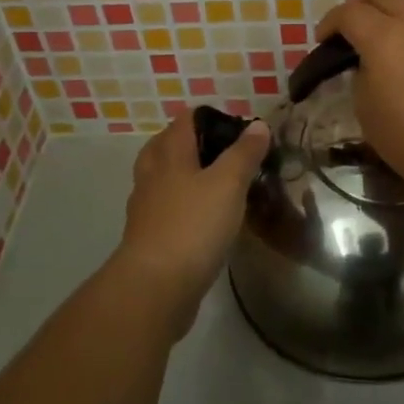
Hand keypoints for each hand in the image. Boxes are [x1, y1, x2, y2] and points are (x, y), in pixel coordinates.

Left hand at [116, 110, 269, 333]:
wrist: (155, 287)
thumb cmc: (193, 225)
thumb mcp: (228, 184)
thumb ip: (244, 153)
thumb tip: (257, 125)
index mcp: (170, 155)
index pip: (185, 120)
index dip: (208, 117)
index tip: (236, 128)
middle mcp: (152, 175)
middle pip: (165, 146)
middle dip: (190, 143)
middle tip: (221, 152)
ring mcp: (145, 208)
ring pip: (162, 179)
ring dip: (183, 175)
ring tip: (212, 183)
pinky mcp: (147, 238)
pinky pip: (164, 209)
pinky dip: (180, 205)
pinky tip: (200, 218)